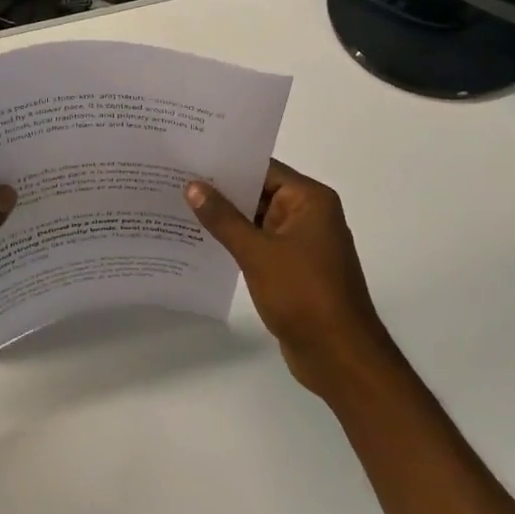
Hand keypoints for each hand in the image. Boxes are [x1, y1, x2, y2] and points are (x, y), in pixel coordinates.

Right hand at [185, 160, 397, 401]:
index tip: (189, 157)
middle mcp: (308, 215)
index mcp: (310, 200)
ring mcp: (301, 243)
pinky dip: (235, 242)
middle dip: (221, 190)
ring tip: (179, 206)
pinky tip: (201, 241)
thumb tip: (193, 186)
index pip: (263, 169)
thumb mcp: (257, 252)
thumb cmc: (303, 294)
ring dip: (225, 218)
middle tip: (175, 179)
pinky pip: (259, 245)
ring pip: (257, 220)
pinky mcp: (293, 268)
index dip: (227, 163)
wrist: (339, 355)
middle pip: (259, 192)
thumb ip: (223, 218)